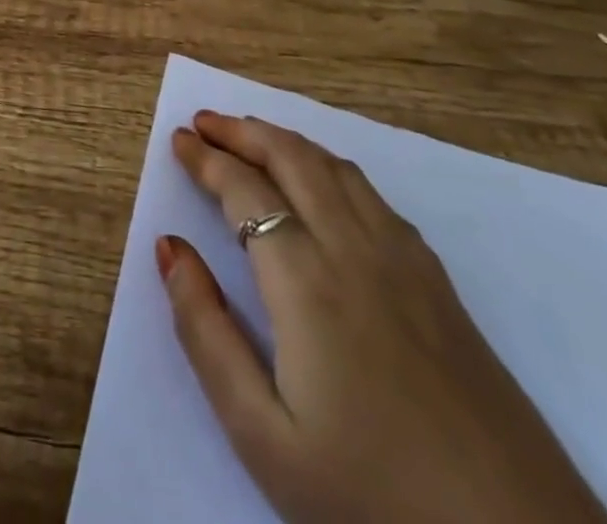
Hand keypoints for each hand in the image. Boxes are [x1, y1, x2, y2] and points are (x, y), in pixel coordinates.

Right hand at [160, 112, 606, 523]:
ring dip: (285, 141)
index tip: (178, 139)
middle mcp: (353, 248)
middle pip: (291, 158)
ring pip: (335, 167)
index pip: (244, 190)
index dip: (206, 158)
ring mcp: (404, 260)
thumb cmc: (373, 496)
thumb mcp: (263, 435)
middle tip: (204, 120)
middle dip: (242, 131)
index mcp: (306, 280)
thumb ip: (205, 332)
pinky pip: (372, 194)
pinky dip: (330, 166)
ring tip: (251, 136)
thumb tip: (169, 247)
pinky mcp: (438, 281)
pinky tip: (323, 184)